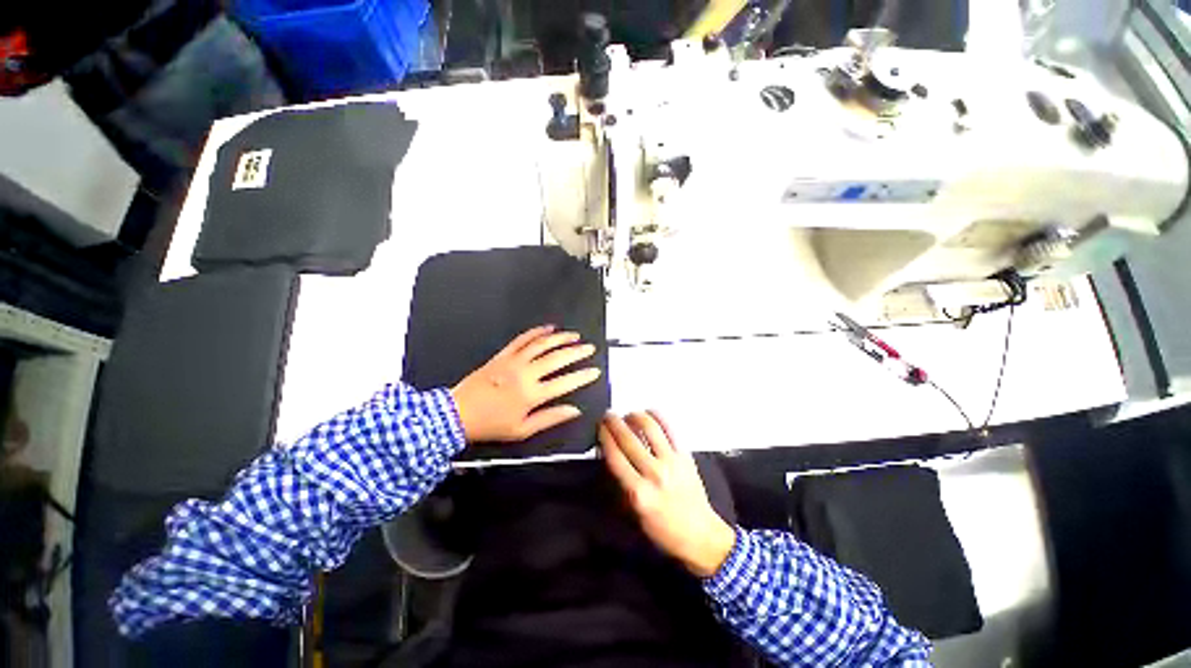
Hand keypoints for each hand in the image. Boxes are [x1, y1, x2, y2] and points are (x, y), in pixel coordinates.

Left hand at [451, 325, 601, 442]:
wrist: (458, 414)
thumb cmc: (491, 425)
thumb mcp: (523, 430)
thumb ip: (551, 418)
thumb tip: (574, 411)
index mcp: (532, 395)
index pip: (566, 382)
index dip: (583, 376)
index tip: (594, 370)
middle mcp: (526, 374)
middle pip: (558, 358)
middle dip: (577, 352)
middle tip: (590, 348)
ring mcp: (514, 361)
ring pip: (542, 344)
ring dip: (561, 338)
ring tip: (575, 336)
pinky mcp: (503, 355)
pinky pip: (522, 339)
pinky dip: (537, 332)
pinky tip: (548, 328)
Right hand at [599, 411, 735, 576]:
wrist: (700, 535)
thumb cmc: (662, 529)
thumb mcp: (634, 513)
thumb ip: (620, 483)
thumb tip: (609, 453)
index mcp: (638, 492)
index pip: (615, 456)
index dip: (604, 436)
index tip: (599, 426)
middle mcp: (654, 473)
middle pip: (628, 439)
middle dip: (614, 422)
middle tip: (608, 415)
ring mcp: (672, 462)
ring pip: (649, 428)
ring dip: (634, 416)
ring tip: (628, 415)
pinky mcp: (685, 455)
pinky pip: (670, 428)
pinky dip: (657, 417)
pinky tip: (649, 413)